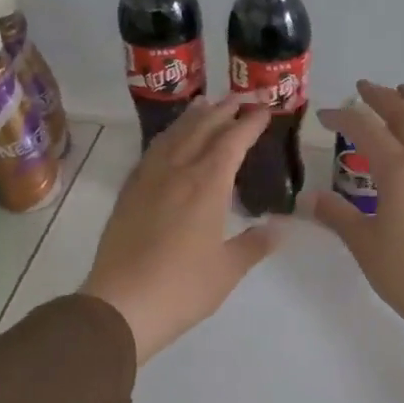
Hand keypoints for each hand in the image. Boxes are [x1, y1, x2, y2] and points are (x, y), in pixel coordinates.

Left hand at [80, 99, 282, 363]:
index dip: (250, 123)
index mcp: (206, 186)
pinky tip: (170, 142)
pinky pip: (152, 153)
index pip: (232, 141)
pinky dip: (167, 137)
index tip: (264, 109)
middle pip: (201, 129)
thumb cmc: (183, 288)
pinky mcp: (129, 194)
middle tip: (241, 98)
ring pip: (173, 135)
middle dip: (224, 110)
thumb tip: (281, 227)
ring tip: (205, 104)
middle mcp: (177, 172)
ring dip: (192, 117)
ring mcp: (148, 180)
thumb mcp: (229, 269)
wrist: (121, 304)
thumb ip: (255, 243)